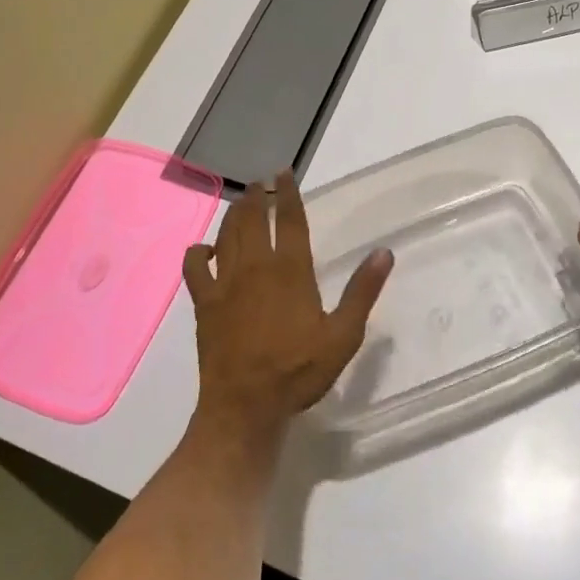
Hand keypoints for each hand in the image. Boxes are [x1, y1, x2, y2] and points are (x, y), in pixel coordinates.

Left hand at [183, 171, 393, 441]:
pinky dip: (198, 251)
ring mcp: (226, 283)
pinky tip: (206, 249)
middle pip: (254, 219)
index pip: (290, 220)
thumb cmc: (299, 371)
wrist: (246, 406)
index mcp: (291, 271)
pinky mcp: (205, 302)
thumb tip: (384, 252)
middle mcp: (256, 267)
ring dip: (234, 214)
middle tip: (261, 182)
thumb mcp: (343, 335)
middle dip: (258, 196)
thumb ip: (363, 291)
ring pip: (226, 235)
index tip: (284, 173)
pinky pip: (194, 266)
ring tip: (242, 203)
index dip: (288, 193)